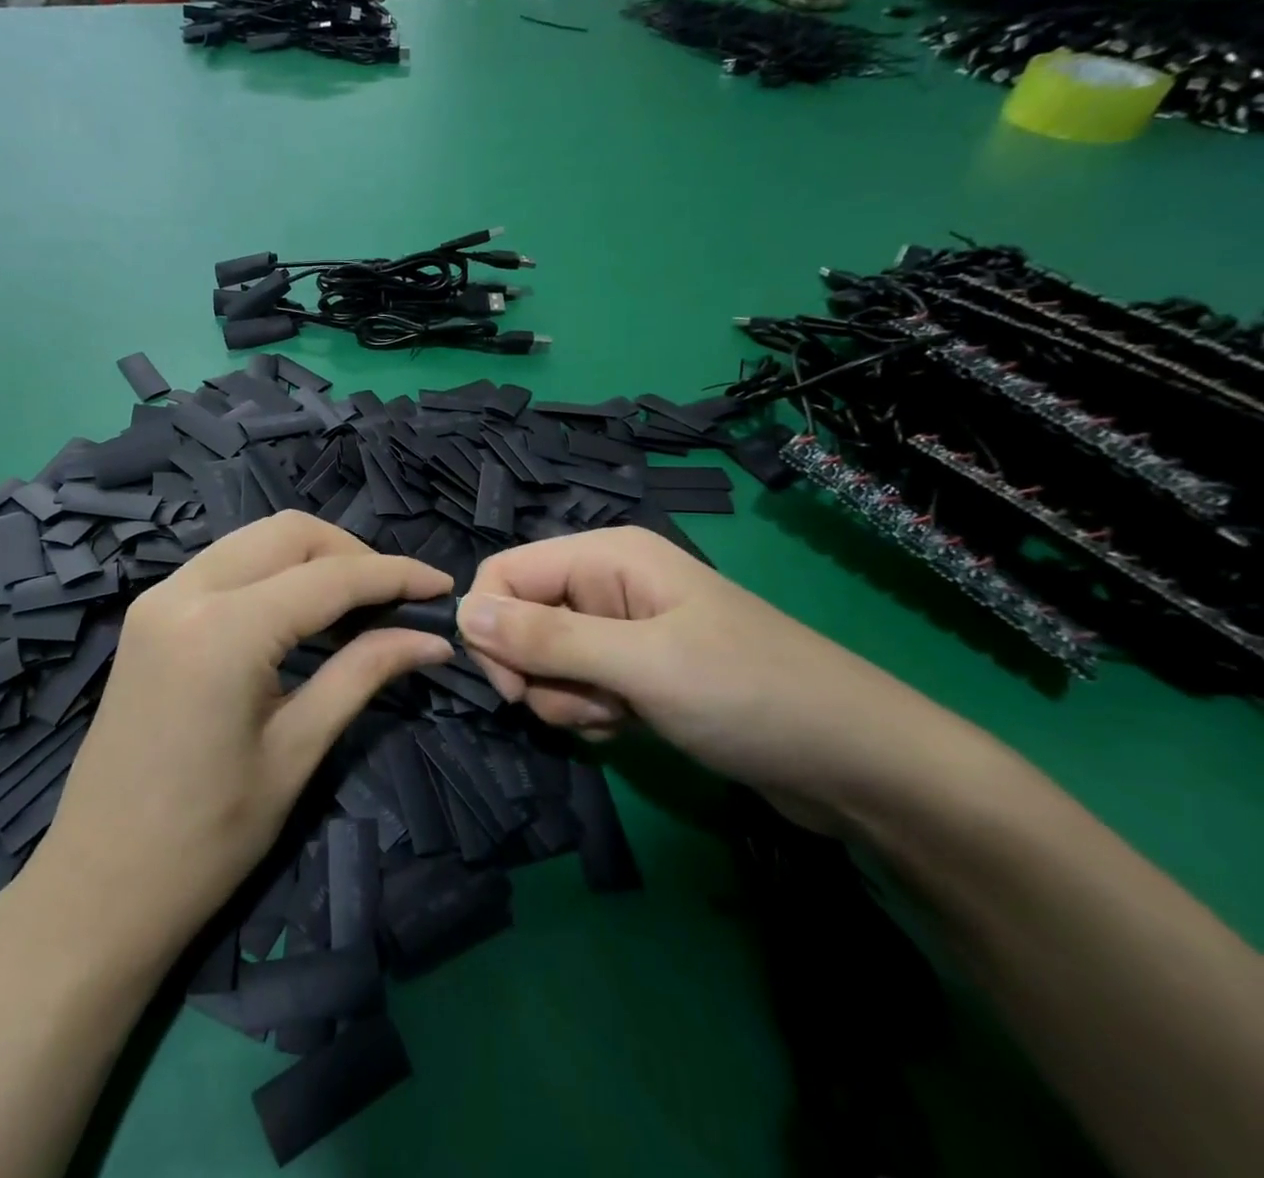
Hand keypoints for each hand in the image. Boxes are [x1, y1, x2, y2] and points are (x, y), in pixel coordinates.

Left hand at [31, 511, 453, 951]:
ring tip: (356, 605)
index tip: (442, 586)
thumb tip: (432, 639)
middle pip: (287, 533)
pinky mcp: (148, 615)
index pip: (329, 577)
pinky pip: (223, 565)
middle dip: (351, 554)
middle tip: (395, 599)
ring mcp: (158, 598)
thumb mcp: (296, 751)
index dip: (393, 575)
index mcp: (223, 630)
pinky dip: (270, 572)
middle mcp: (184, 592)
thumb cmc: (207, 839)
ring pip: (252, 540)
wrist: (99, 887)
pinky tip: (299, 613)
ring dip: (310, 558)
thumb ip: (363, 674)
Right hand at [457, 528, 973, 831]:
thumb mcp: (642, 665)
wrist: (860, 766)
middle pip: (521, 618)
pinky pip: (578, 684)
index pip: (505, 573)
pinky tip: (630, 726)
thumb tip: (462, 613)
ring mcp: (622, 628)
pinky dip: (589, 711)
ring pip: (545, 658)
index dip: (492, 627)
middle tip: (586, 705)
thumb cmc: (751, 696)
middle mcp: (606, 582)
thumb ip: (547, 639)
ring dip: (566, 698)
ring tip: (621, 717)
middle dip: (537, 671)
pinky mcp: (636, 670)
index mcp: (607, 555)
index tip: (511, 686)